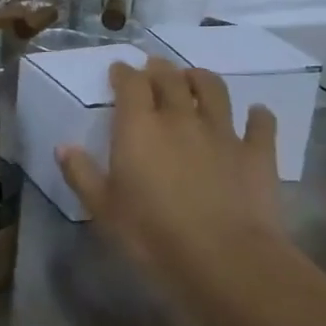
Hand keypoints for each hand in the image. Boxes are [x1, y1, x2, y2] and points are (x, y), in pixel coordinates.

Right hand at [57, 55, 283, 280]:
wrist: (226, 259)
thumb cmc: (152, 233)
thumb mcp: (102, 208)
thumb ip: (81, 173)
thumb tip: (64, 147)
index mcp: (138, 127)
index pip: (130, 84)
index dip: (123, 73)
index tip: (118, 70)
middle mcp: (180, 118)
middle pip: (170, 79)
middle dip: (159, 68)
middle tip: (154, 66)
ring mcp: (222, 133)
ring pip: (214, 90)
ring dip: (202, 78)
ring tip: (195, 78)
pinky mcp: (258, 154)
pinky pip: (261, 124)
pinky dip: (258, 115)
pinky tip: (256, 113)